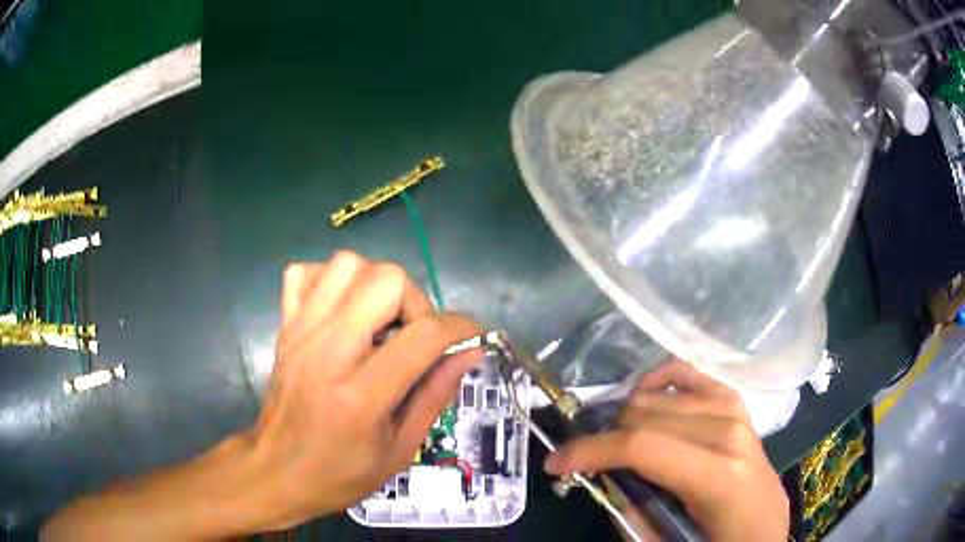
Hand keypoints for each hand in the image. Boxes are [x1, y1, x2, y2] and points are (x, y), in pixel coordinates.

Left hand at [250, 251, 481, 526]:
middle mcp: (328, 351)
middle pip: (385, 280)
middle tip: (415, 335)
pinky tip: (343, 309)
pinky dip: (331, 280)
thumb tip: (470, 352)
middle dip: (416, 301)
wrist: (276, 472)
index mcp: (362, 395)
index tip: (470, 336)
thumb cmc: (340, 473)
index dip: (460, 327)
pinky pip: (305, 272)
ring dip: (376, 284)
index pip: (423, 335)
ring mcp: (301, 332)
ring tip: (381, 320)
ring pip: (347, 264)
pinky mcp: (285, 327)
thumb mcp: (400, 450)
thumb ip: (435, 395)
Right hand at [544, 360, 788, 541]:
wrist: (762, 527)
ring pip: (659, 395)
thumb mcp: (669, 541)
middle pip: (646, 415)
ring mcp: (735, 411)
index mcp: (718, 476)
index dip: (589, 450)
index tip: (554, 463)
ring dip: (625, 418)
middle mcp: (729, 433)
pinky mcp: (734, 403)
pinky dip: (657, 380)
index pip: (642, 446)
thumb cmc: (721, 541)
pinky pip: (688, 374)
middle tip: (586, 464)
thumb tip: (598, 476)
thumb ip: (632, 511)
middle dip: (604, 438)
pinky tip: (643, 398)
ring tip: (614, 444)